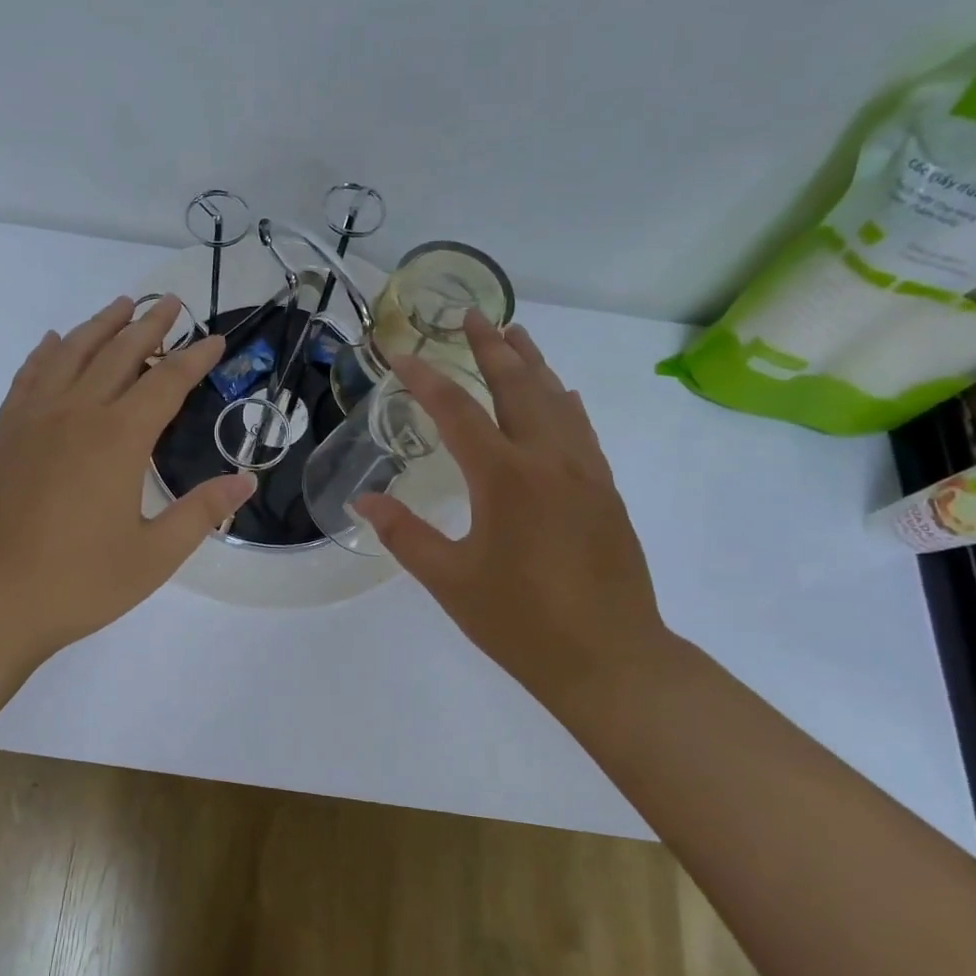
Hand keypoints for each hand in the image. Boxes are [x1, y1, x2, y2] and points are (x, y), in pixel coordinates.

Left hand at [0, 296, 253, 667]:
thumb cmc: (79, 583)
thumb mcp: (154, 556)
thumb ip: (201, 512)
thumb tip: (246, 480)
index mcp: (118, 439)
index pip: (166, 382)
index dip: (194, 358)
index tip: (215, 339)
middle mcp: (76, 413)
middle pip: (118, 353)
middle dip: (149, 325)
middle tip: (172, 302)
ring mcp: (34, 419)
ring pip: (71, 353)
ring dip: (99, 325)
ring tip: (121, 304)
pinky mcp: (5, 433)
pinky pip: (28, 376)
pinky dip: (45, 352)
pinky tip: (53, 341)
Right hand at [350, 310, 666, 695]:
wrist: (611, 660)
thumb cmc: (521, 622)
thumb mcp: (450, 581)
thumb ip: (404, 535)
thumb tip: (364, 502)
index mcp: (504, 477)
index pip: (456, 410)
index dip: (425, 377)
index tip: (399, 353)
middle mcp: (547, 460)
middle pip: (517, 386)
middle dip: (490, 347)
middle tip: (472, 314)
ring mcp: (584, 472)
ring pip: (556, 400)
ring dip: (532, 363)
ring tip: (514, 333)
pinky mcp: (605, 490)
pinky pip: (581, 428)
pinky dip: (563, 400)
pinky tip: (560, 393)